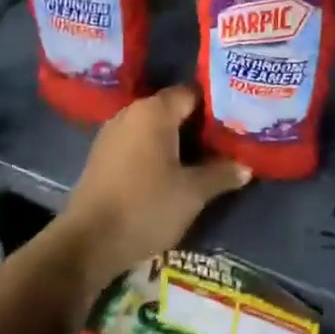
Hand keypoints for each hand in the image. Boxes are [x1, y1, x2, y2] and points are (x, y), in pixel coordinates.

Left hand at [58, 85, 247, 289]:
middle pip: (172, 108)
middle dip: (198, 123)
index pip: (192, 92)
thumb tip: (245, 166)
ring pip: (154, 126)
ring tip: (203, 157)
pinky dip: (155, 150)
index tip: (236, 119)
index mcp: (154, 111)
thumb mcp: (193, 193)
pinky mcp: (102, 154)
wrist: (88, 241)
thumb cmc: (146, 207)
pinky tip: (171, 171)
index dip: (216, 104)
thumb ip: (221, 174)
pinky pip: (137, 142)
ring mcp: (112, 132)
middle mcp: (131, 112)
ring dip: (177, 139)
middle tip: (226, 140)